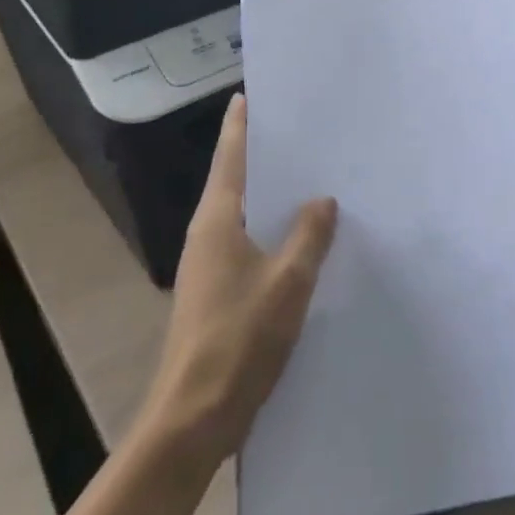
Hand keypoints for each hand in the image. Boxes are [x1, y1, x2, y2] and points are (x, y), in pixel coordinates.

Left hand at [140, 93, 336, 464]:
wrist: (192, 420)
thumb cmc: (239, 339)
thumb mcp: (288, 281)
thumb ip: (309, 235)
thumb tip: (322, 200)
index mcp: (217, 222)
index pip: (230, 157)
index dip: (240, 125)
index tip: (249, 94)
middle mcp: (207, 236)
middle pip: (236, 181)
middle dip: (262, 155)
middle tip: (299, 129)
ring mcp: (209, 268)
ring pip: (244, 215)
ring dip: (270, 195)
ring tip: (308, 176)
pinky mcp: (217, 295)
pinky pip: (249, 245)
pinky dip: (272, 230)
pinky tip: (301, 238)